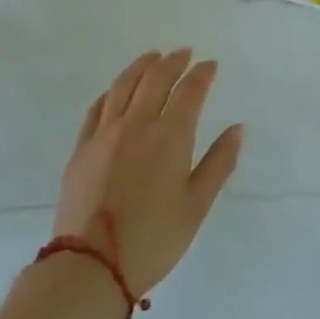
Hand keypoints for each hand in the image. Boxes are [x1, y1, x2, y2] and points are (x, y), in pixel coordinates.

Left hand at [52, 49, 243, 297]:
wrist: (91, 265)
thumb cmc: (154, 238)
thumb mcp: (197, 205)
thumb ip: (218, 163)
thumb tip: (237, 129)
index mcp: (170, 136)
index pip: (189, 91)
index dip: (202, 74)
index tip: (211, 65)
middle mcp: (136, 124)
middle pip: (155, 79)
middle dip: (173, 62)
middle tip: (184, 53)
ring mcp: (104, 134)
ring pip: (123, 86)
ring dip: (140, 66)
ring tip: (152, 57)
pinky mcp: (81, 149)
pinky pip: (96, 109)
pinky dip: (111, 92)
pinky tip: (116, 91)